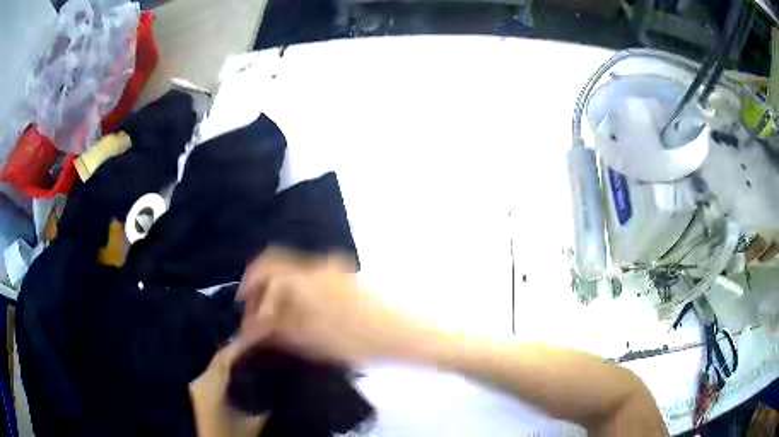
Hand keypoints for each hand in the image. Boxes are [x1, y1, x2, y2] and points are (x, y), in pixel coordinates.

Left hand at [189, 341, 267, 436]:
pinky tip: (242, 366)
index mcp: (211, 387)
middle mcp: (200, 380)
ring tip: (255, 349)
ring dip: (234, 355)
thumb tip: (273, 378)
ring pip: (217, 362)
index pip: (226, 356)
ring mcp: (197, 384)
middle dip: (239, 346)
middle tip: (261, 340)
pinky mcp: (199, 390)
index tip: (262, 335)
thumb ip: (262, 399)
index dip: (243, 343)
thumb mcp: (254, 420)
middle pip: (220, 356)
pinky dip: (228, 366)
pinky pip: (214, 371)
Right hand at [238, 247, 426, 365]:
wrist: (405, 332)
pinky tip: (301, 317)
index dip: (250, 290)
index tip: (247, 318)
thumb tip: (253, 328)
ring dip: (280, 294)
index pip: (264, 269)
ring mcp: (334, 270)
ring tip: (278, 323)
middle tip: (259, 319)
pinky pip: (311, 281)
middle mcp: (317, 266)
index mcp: (305, 277)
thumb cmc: (358, 339)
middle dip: (263, 291)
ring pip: (295, 275)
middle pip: (278, 268)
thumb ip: (277, 329)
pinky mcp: (346, 279)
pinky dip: (298, 295)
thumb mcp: (312, 340)